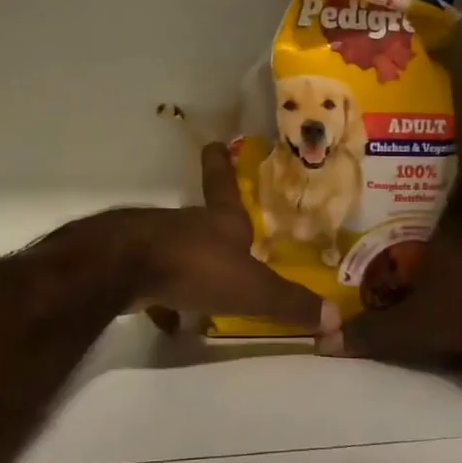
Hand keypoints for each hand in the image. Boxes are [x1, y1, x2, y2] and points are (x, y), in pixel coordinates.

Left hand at [133, 144, 337, 334]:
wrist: (126, 269)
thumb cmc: (198, 266)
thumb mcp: (254, 289)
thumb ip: (290, 303)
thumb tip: (336, 319)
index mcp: (221, 219)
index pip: (223, 183)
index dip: (222, 164)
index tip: (216, 143)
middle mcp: (188, 223)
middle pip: (202, 218)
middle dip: (212, 225)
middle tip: (225, 236)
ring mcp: (157, 241)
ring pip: (178, 247)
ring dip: (191, 262)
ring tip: (203, 286)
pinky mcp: (132, 265)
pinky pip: (155, 279)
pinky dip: (165, 295)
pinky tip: (169, 318)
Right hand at [320, 236, 461, 365]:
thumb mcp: (412, 329)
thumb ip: (370, 335)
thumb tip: (321, 341)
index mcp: (422, 251)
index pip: (384, 263)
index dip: (374, 288)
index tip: (373, 314)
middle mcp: (453, 245)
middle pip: (419, 266)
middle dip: (408, 289)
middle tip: (403, 317)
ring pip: (452, 273)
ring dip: (442, 294)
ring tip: (437, 321)